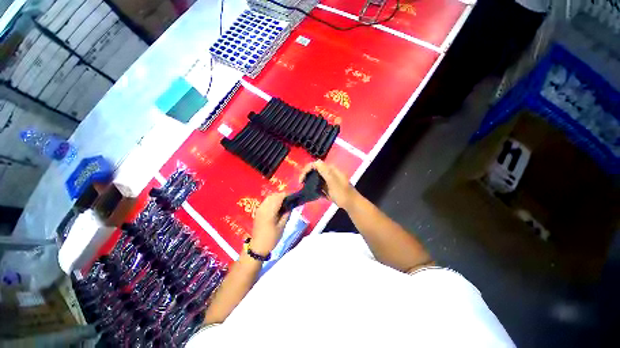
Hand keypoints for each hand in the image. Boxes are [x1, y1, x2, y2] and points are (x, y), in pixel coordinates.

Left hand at [251, 192, 289, 253]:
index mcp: (270, 211)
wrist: (258, 246)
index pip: (279, 197)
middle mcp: (263, 207)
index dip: (287, 195)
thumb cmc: (271, 238)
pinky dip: (272, 200)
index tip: (294, 196)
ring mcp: (259, 209)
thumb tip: (291, 206)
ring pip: (269, 197)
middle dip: (282, 195)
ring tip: (285, 202)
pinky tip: (277, 206)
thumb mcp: (282, 226)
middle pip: (274, 195)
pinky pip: (266, 201)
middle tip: (290, 199)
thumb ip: (286, 214)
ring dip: (277, 197)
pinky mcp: (258, 211)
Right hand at [300, 160, 358, 210]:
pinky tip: (312, 192)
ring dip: (310, 181)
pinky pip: (318, 184)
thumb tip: (316, 161)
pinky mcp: (328, 186)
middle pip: (314, 170)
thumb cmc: (342, 192)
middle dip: (307, 175)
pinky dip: (314, 187)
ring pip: (316, 177)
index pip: (315, 164)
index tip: (301, 180)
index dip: (307, 170)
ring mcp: (328, 179)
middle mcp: (329, 172)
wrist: (350, 203)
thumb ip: (325, 171)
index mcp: (330, 169)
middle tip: (302, 184)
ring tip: (305, 188)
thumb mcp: (333, 181)